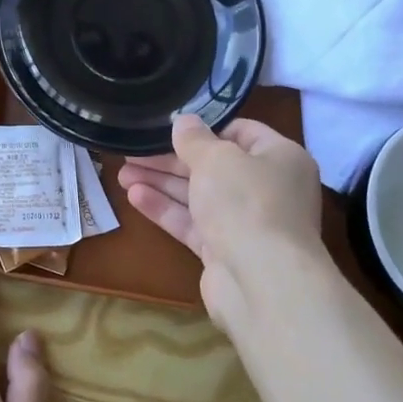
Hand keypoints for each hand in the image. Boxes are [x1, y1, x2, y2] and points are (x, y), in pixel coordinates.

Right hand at [118, 115, 323, 330]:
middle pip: (214, 166)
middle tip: (133, 151)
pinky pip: (192, 224)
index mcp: (280, 158)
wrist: (262, 281)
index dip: (206, 129)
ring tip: (122, 173)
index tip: (170, 127)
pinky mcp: (225, 251)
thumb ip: (194, 139)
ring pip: (199, 196)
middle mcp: (267, 189)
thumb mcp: (216, 158)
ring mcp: (246, 223)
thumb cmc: (246, 202)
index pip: (242, 133)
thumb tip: (184, 121)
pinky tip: (134, 197)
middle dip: (171, 159)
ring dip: (162, 183)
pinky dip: (166, 209)